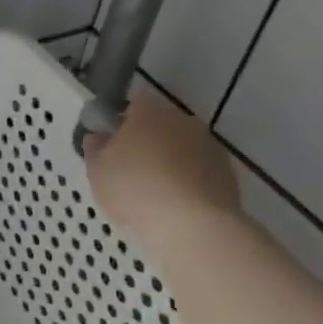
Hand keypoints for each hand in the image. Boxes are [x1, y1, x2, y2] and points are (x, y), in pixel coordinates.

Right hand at [84, 90, 239, 247]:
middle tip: (131, 166)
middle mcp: (183, 120)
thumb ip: (95, 148)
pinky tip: (177, 203)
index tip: (114, 137)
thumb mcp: (97, 170)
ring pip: (183, 145)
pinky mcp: (227, 172)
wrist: (191, 224)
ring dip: (171, 159)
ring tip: (155, 189)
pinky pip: (200, 168)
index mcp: (149, 112)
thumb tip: (100, 136)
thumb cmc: (134, 189)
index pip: (136, 99)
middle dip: (148, 138)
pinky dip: (189, 179)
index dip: (124, 116)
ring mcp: (209, 145)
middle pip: (162, 122)